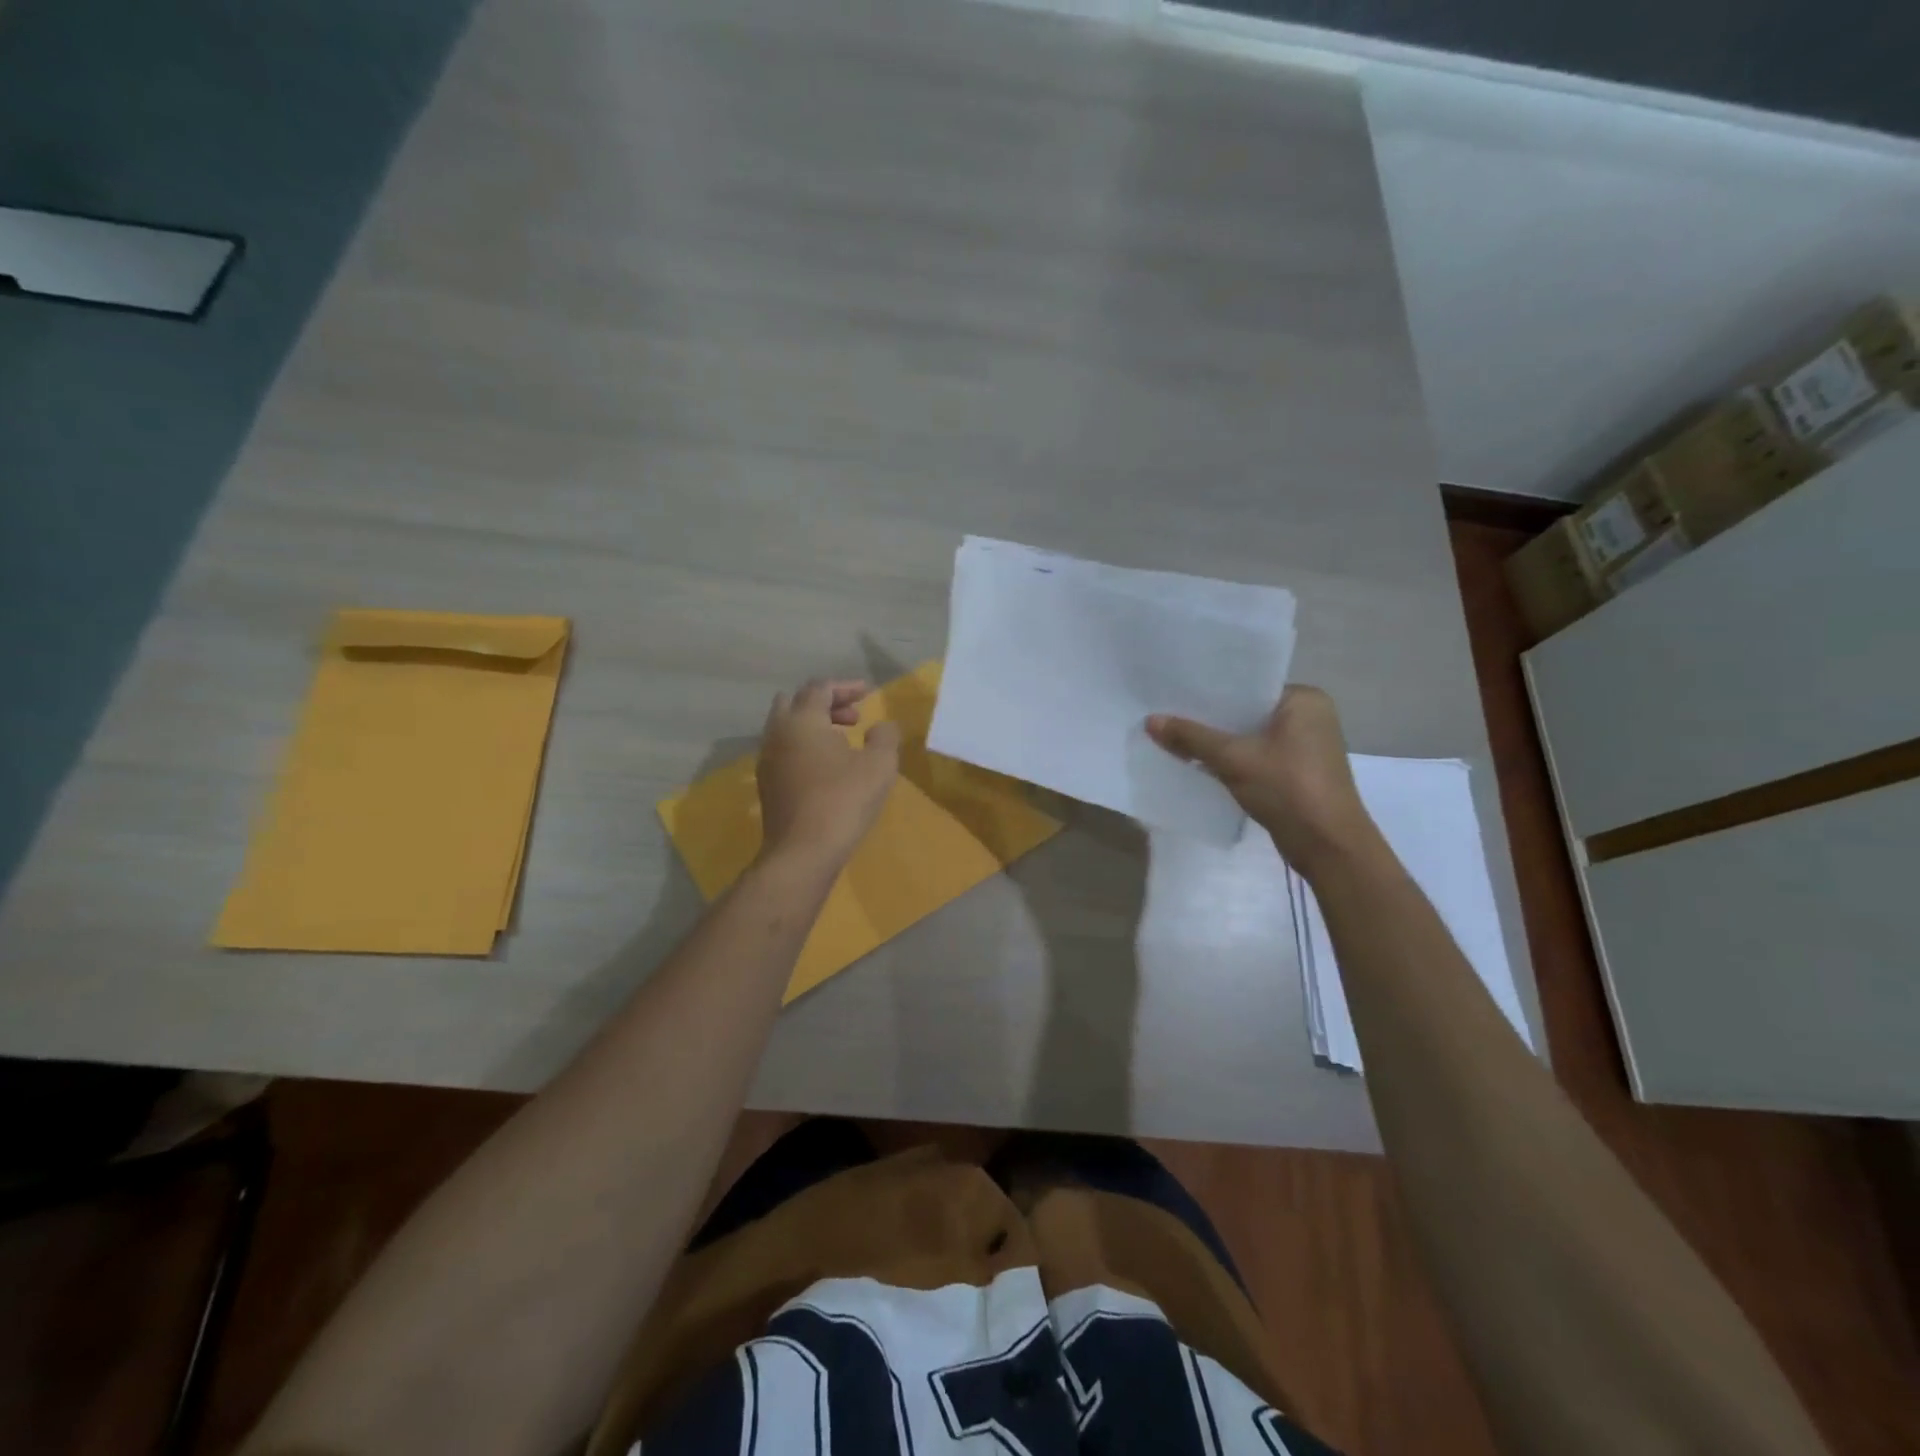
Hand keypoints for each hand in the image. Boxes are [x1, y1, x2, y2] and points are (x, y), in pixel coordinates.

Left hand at [757, 679, 900, 867]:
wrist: (802, 852)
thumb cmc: (844, 801)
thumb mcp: (879, 766)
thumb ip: (885, 737)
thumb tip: (882, 726)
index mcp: (802, 720)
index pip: (820, 688)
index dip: (846, 687)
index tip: (869, 694)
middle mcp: (777, 733)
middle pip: (795, 701)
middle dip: (825, 703)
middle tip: (853, 717)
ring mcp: (767, 760)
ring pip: (786, 727)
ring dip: (813, 725)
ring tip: (843, 741)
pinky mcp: (766, 784)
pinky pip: (784, 750)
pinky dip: (804, 745)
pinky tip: (827, 767)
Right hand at [1147, 685, 1379, 871]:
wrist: (1327, 846)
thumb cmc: (1288, 789)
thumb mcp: (1234, 759)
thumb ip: (1192, 738)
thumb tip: (1150, 720)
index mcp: (1305, 700)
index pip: (1249, 685)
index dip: (1210, 691)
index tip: (1174, 691)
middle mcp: (1309, 716)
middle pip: (1247, 712)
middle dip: (1210, 719)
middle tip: (1167, 713)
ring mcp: (1305, 746)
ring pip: (1250, 736)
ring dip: (1218, 741)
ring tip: (1174, 736)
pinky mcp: (1297, 772)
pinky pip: (1255, 755)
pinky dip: (1231, 759)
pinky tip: (1198, 762)